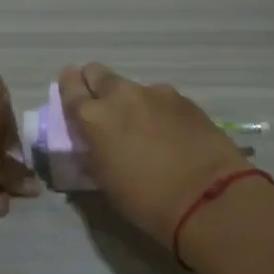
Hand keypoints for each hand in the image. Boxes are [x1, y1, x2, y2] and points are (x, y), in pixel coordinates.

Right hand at [57, 63, 253, 244]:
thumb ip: (93, 154)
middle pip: (99, 73)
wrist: (205, 196)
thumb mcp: (105, 182)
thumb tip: (93, 145)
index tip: (71, 92)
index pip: (70, 86)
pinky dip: (158, 110)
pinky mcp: (184, 99)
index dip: (68, 87)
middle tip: (103, 108)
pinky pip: (160, 98)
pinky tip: (168, 132)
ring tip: (142, 127)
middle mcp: (122, 95)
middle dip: (96, 85)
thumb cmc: (146, 200)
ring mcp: (156, 93)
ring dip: (131, 101)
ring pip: (133, 87)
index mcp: (93, 117)